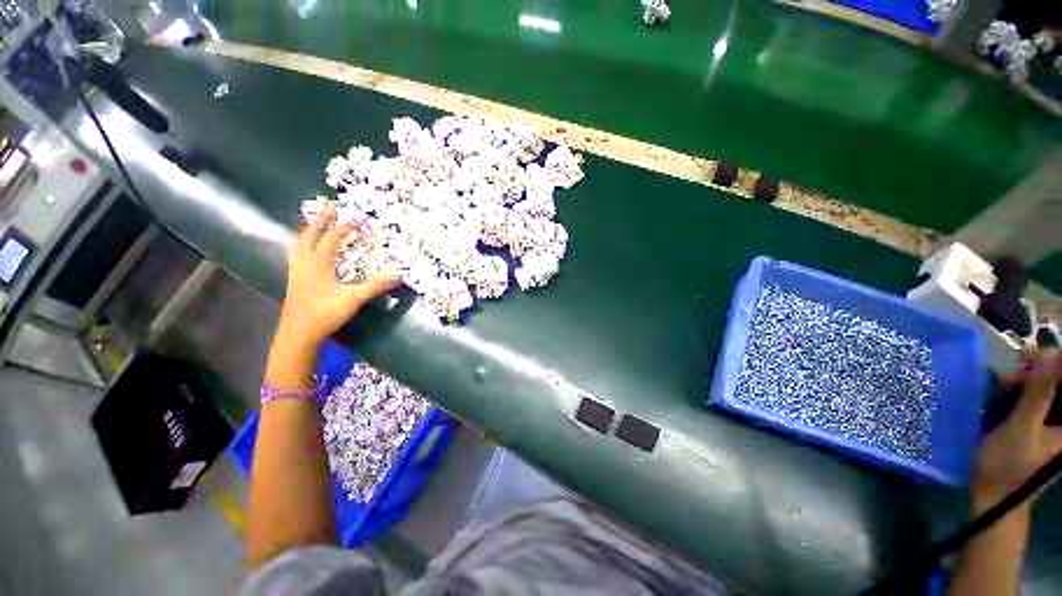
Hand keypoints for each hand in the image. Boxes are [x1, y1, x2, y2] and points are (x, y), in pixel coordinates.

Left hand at [277, 209, 397, 349]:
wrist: (299, 334)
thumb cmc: (326, 313)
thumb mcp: (354, 298)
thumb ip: (376, 285)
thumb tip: (399, 273)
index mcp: (318, 265)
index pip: (332, 239)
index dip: (345, 227)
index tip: (357, 218)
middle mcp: (304, 264)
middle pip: (308, 237)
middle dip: (320, 222)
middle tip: (329, 210)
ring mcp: (296, 273)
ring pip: (298, 246)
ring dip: (306, 233)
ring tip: (314, 226)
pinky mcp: (294, 283)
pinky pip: (296, 257)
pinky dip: (302, 248)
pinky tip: (307, 254)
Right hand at [972, 350, 1061, 510]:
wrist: (996, 496)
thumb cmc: (1008, 463)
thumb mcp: (1021, 427)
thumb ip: (1040, 393)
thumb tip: (1052, 357)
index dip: (1056, 361)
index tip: (1028, 357)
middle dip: (1042, 368)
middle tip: (1016, 366)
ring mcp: (1056, 424)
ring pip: (1052, 388)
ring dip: (1033, 377)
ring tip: (1008, 379)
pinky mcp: (1043, 426)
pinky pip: (1042, 398)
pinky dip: (1028, 389)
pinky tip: (1012, 390)